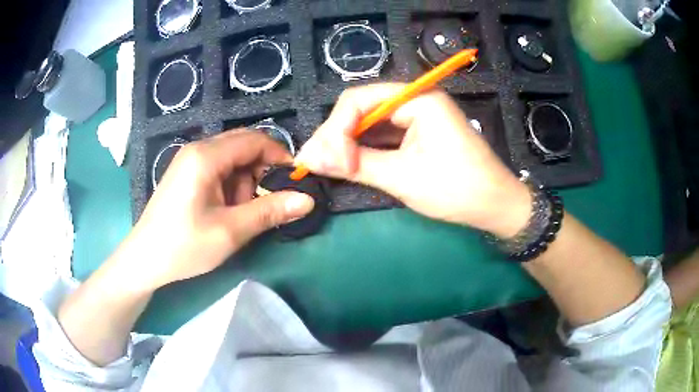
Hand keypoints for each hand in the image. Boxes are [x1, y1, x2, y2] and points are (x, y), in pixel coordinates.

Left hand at [120, 130, 314, 290]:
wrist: (144, 259)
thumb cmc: (184, 246)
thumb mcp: (230, 231)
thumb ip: (269, 211)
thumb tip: (307, 200)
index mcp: (206, 156)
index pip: (255, 140)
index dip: (280, 157)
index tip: (295, 182)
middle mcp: (198, 149)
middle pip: (243, 146)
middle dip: (262, 171)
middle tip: (267, 201)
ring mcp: (190, 161)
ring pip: (232, 159)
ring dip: (245, 182)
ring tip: (240, 214)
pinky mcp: (186, 174)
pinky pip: (218, 169)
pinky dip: (231, 186)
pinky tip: (226, 210)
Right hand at [295, 83, 530, 237]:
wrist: (495, 206)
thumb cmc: (457, 189)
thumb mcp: (403, 177)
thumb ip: (355, 164)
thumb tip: (310, 159)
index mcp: (417, 99)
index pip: (359, 100)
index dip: (337, 129)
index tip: (330, 162)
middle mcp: (414, 100)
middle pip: (361, 109)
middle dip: (336, 136)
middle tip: (315, 163)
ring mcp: (416, 117)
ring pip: (368, 123)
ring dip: (345, 144)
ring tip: (324, 165)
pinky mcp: (416, 134)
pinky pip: (381, 136)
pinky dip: (362, 150)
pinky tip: (346, 163)